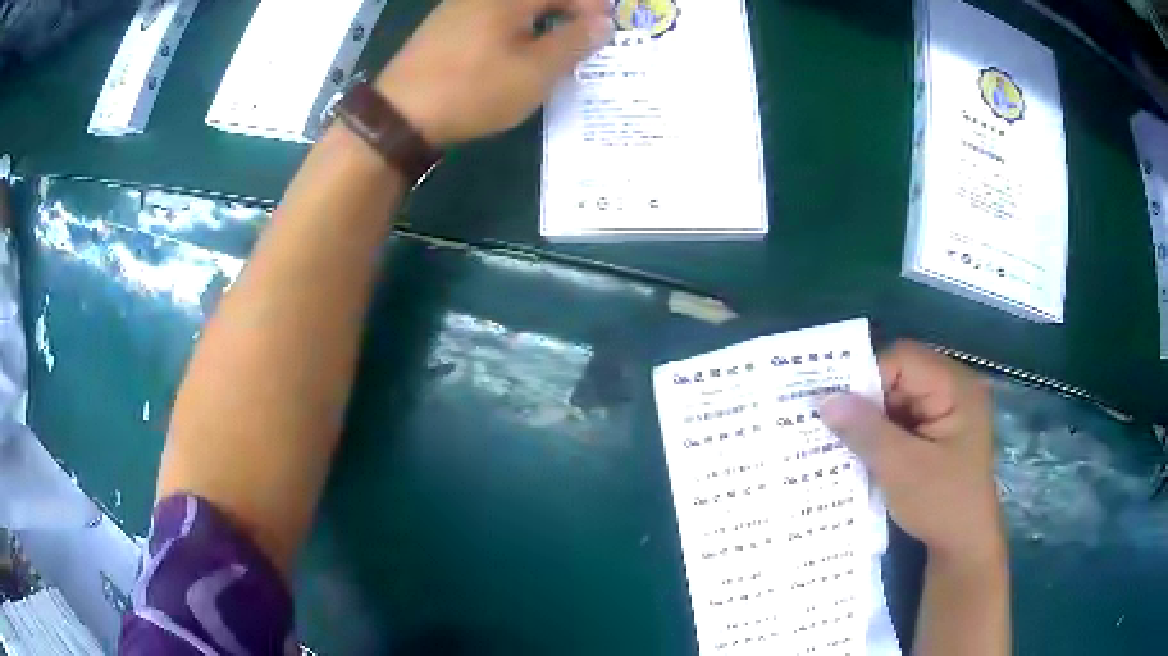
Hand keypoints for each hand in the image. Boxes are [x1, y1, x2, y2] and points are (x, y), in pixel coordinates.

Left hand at [375, 0, 612, 146]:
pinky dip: (516, 31)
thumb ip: (574, 42)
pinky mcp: (444, 30)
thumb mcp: (535, 71)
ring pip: (515, 9)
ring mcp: (459, 9)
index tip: (607, 31)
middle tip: (586, 42)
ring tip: (556, 52)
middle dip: (568, 13)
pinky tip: (517, 55)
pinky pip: (493, 19)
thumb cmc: (473, 89)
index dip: (592, 6)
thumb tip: (603, 23)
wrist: (398, 116)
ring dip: (543, 23)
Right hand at [819, 341, 1003, 562]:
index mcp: (955, 387)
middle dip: (865, 400)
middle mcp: (953, 390)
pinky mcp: (937, 432)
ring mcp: (946, 411)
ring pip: (897, 400)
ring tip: (836, 438)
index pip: (903, 360)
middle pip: (899, 377)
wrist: (964, 546)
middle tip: (827, 421)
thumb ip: (865, 430)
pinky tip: (859, 450)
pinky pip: (902, 420)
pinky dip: (880, 433)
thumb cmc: (942, 505)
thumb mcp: (901, 469)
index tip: (832, 405)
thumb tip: (823, 399)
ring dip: (870, 419)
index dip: (866, 377)